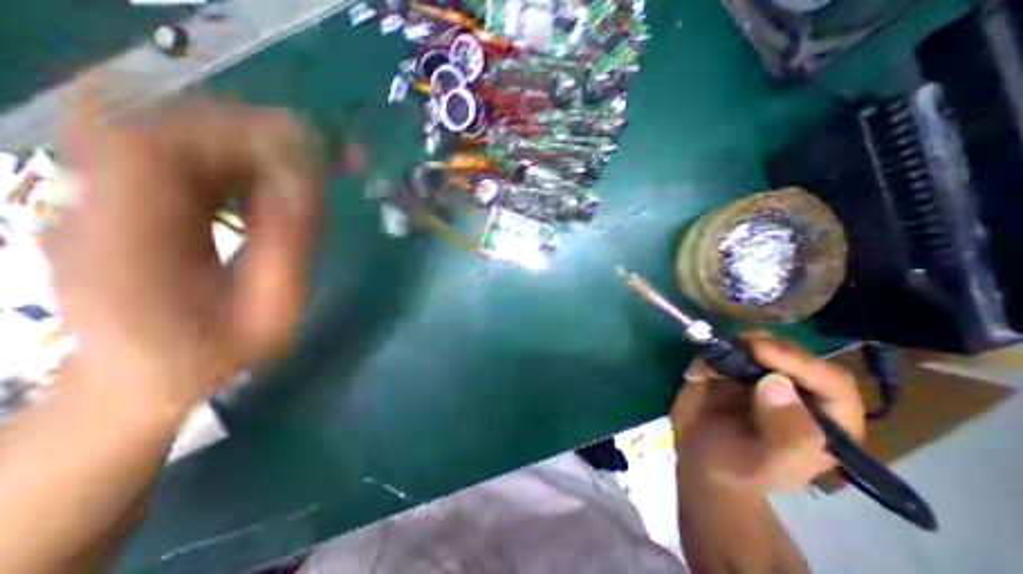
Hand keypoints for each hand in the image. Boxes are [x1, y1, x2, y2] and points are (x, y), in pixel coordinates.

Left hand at [49, 98, 325, 412]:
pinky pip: (181, 161)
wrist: (143, 381)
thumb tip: (309, 184)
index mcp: (127, 244)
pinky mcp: (125, 203)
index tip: (305, 143)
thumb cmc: (219, 355)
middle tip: (318, 150)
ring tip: (305, 165)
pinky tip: (271, 180)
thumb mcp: (273, 309)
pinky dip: (234, 160)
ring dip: (247, 145)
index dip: (233, 132)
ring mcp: (102, 200)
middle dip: (251, 133)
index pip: (153, 147)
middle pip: (162, 130)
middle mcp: (96, 207)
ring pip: (174, 139)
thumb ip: (291, 246)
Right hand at [674, 335, 861, 490]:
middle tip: (734, 347)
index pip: (831, 382)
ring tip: (712, 361)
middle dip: (765, 346)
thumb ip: (786, 433)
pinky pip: (727, 348)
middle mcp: (799, 391)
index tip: (760, 352)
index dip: (799, 363)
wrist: (699, 458)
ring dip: (736, 345)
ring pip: (761, 343)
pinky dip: (713, 351)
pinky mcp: (732, 367)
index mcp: (825, 419)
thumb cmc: (740, 467)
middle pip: (794, 354)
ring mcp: (762, 375)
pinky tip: (700, 371)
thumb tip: (777, 382)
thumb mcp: (769, 464)